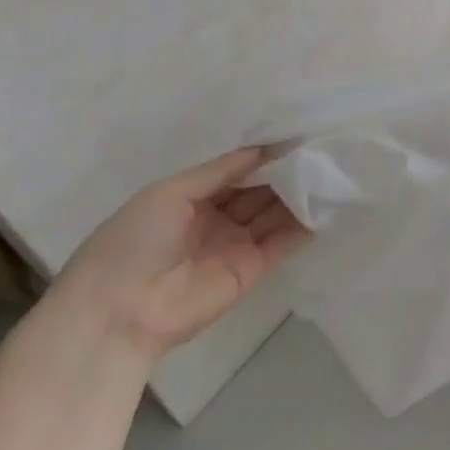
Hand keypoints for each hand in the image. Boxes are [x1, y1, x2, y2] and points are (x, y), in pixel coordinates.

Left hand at [54, 148, 310, 364]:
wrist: (120, 310)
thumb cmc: (135, 240)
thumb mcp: (170, 192)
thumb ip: (219, 171)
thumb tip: (264, 150)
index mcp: (190, 200)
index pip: (235, 174)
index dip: (262, 158)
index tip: (294, 139)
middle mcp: (215, 221)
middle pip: (258, 193)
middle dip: (284, 174)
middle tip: (318, 153)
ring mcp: (235, 246)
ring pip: (273, 215)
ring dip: (298, 196)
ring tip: (328, 172)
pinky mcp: (251, 271)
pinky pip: (282, 243)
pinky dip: (303, 226)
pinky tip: (325, 204)